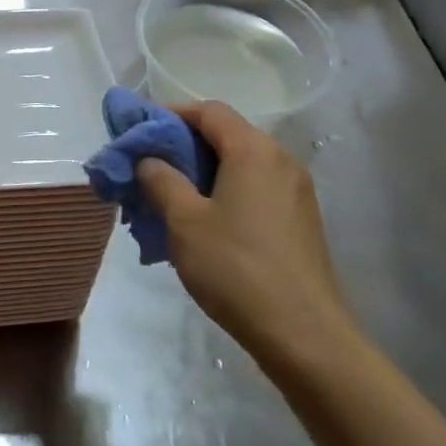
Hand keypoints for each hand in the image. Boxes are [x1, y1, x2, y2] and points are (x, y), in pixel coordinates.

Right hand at [137, 102, 357, 364]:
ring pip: (240, 165)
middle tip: (149, 169)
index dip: (171, 115)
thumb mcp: (184, 222)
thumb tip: (149, 160)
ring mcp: (296, 191)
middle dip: (184, 146)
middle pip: (226, 135)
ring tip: (171, 199)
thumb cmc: (237, 269)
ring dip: (203, 173)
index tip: (140, 134)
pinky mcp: (301, 220)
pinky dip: (226, 193)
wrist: (305, 334)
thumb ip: (161, 180)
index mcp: (253, 150)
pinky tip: (205, 224)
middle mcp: (280, 160)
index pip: (208, 111)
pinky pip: (256, 189)